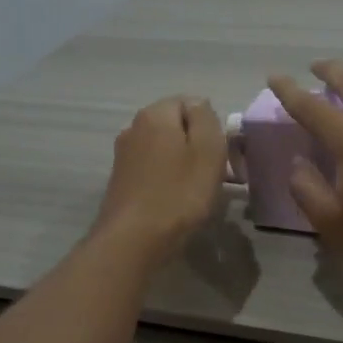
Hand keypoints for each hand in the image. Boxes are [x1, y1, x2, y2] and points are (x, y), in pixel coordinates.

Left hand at [91, 96, 228, 268]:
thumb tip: (199, 106)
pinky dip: (167, 180)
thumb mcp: (208, 150)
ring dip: (182, 165)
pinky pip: (153, 169)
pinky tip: (175, 201)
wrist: (133, 240)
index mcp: (155, 114)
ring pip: (164, 149)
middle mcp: (134, 127)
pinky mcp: (120, 180)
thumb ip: (206, 118)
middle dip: (196, 145)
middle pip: (176, 126)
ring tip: (196, 192)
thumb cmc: (179, 194)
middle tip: (214, 175)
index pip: (191, 102)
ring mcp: (124, 155)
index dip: (211, 126)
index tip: (221, 154)